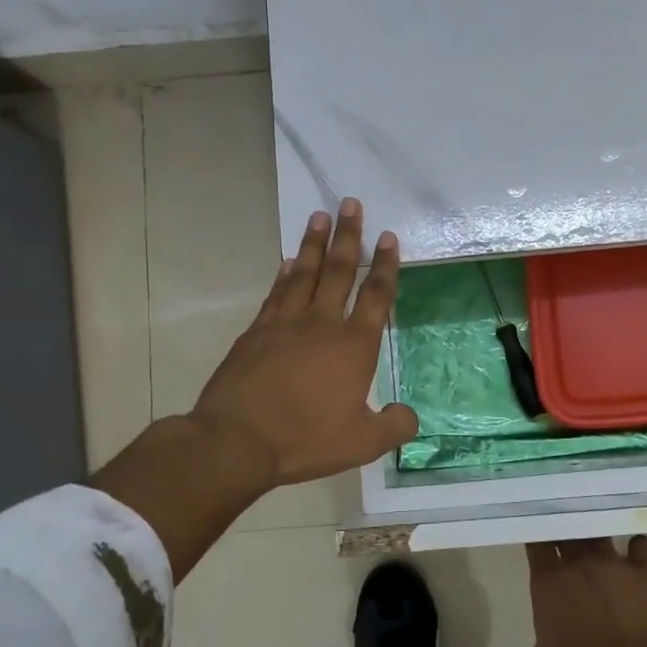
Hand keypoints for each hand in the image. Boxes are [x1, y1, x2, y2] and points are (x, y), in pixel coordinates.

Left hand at [93, 198, 417, 582]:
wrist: (237, 439)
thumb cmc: (305, 438)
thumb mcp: (361, 443)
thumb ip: (393, 427)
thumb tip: (409, 415)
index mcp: (353, 345)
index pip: (376, 296)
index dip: (386, 265)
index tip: (389, 237)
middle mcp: (322, 323)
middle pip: (339, 270)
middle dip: (349, 236)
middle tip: (351, 203)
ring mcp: (285, 323)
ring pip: (304, 273)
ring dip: (313, 244)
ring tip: (320, 215)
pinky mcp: (256, 332)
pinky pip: (276, 293)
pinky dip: (284, 274)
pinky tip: (288, 262)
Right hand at [503, 537, 646, 646]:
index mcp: (549, 580)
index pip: (537, 542)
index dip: (538, 538)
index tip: (539, 539)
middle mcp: (579, 562)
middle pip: (568, 530)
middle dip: (565, 530)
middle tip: (566, 537)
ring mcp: (615, 562)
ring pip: (601, 533)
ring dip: (598, 536)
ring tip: (598, 540)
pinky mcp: (646, 571)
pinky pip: (641, 545)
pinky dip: (639, 547)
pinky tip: (638, 555)